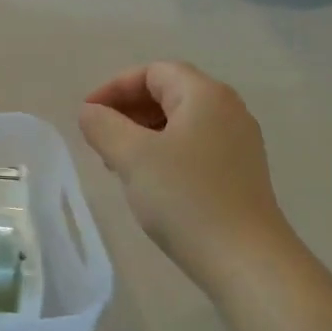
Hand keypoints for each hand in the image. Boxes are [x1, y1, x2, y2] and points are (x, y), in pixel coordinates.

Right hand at [78, 61, 291, 288]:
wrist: (245, 259)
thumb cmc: (185, 199)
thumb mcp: (133, 157)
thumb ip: (104, 127)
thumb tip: (90, 113)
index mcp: (206, 95)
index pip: (154, 72)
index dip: (115, 87)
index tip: (87, 115)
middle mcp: (228, 110)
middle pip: (170, 93)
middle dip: (128, 110)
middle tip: (99, 139)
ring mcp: (238, 142)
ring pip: (181, 123)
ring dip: (144, 133)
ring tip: (117, 163)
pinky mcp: (240, 172)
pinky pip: (194, 147)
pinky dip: (165, 153)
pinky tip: (148, 182)